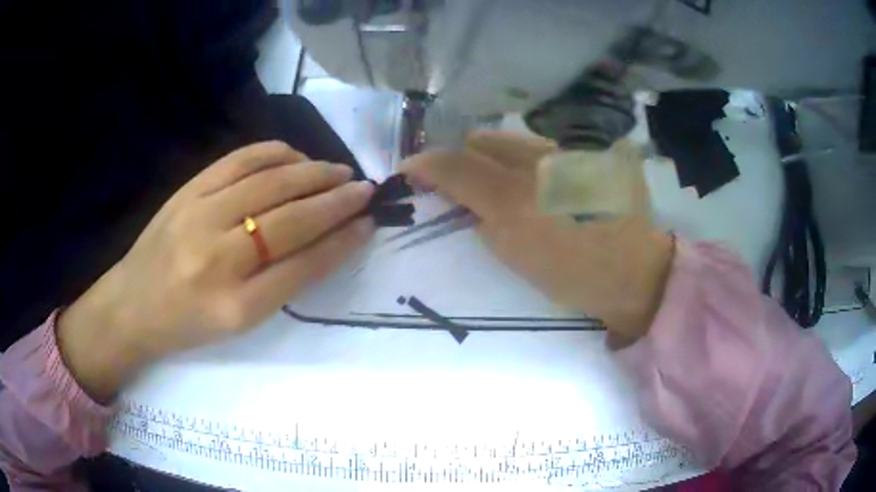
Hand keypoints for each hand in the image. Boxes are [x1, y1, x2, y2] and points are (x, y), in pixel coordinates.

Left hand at [58, 142, 374, 401]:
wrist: (132, 305)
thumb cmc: (188, 324)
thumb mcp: (239, 322)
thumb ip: (283, 284)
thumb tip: (327, 240)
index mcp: (236, 306)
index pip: (304, 265)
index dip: (342, 240)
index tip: (368, 222)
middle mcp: (218, 258)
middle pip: (290, 219)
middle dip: (336, 201)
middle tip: (364, 190)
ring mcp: (199, 216)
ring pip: (269, 183)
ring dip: (312, 172)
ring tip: (337, 171)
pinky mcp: (187, 191)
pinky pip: (239, 161)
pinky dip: (274, 153)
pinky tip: (295, 155)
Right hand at [401, 131, 673, 347]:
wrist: (637, 273)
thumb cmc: (576, 277)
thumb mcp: (518, 258)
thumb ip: (482, 221)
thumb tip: (463, 197)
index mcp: (519, 199)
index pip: (456, 163)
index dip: (425, 164)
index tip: (411, 170)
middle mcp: (542, 161)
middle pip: (482, 140)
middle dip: (464, 159)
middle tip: (465, 186)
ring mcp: (570, 150)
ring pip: (514, 140)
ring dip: (498, 159)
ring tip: (509, 187)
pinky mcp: (591, 150)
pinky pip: (543, 146)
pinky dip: (529, 161)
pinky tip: (544, 184)